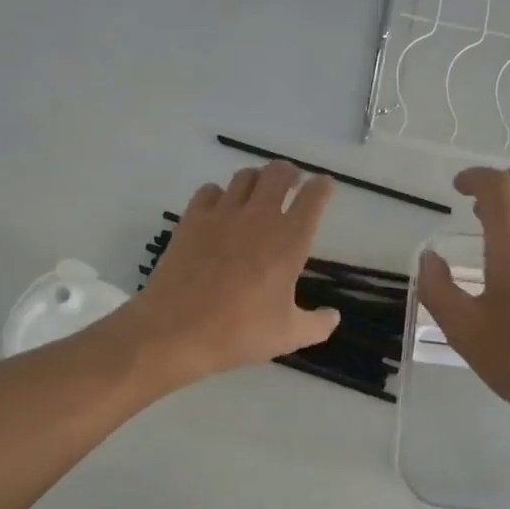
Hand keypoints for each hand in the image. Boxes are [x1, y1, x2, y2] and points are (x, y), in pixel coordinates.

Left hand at [117, 159, 339, 386]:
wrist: (175, 331)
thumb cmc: (239, 333)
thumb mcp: (288, 335)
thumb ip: (317, 324)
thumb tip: (334, 316)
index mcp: (289, 240)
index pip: (313, 197)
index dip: (322, 187)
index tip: (324, 186)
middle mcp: (259, 217)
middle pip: (278, 173)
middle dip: (290, 173)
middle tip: (292, 184)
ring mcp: (222, 214)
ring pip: (245, 176)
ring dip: (257, 180)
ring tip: (257, 194)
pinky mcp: (192, 219)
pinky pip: (209, 190)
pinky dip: (219, 194)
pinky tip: (219, 210)